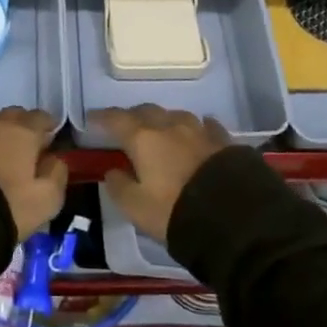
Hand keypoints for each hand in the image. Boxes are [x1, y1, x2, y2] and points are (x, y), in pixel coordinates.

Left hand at [0, 107, 68, 238]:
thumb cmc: (6, 206)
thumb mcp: (46, 200)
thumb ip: (57, 174)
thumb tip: (54, 159)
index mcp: (23, 132)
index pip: (41, 117)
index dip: (46, 127)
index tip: (47, 141)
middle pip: (12, 116)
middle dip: (19, 127)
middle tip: (20, 150)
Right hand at [95, 105, 229, 244]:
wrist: (233, 215)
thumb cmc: (175, 211)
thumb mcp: (137, 208)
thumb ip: (119, 187)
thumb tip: (112, 171)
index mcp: (143, 138)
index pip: (116, 119)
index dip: (102, 118)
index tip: (92, 119)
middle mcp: (169, 125)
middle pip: (146, 111)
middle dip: (133, 116)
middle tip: (126, 128)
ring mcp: (198, 129)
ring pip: (175, 115)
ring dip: (163, 121)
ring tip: (161, 132)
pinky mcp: (223, 139)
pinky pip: (204, 126)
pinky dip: (194, 129)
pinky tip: (196, 134)